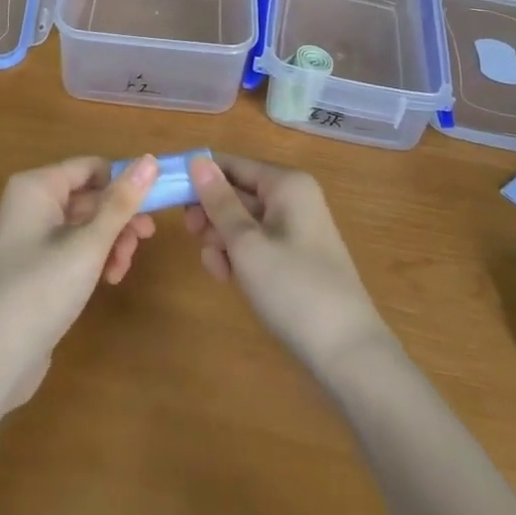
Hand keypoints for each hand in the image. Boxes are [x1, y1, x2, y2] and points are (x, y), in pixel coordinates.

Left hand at [0, 155, 158, 409]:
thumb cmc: (41, 289)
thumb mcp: (89, 244)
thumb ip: (122, 202)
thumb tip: (151, 159)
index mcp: (38, 186)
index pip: (92, 167)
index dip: (124, 183)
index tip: (153, 208)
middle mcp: (32, 203)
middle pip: (90, 196)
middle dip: (119, 219)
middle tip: (145, 240)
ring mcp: (31, 237)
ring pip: (85, 225)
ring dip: (111, 242)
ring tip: (121, 269)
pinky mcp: (35, 268)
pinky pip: (73, 248)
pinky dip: (94, 259)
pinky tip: (108, 280)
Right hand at [186, 154, 389, 372]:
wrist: (347, 353)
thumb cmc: (293, 289)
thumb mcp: (247, 244)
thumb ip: (219, 202)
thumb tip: (197, 161)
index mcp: (286, 184)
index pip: (233, 164)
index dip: (200, 177)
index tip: (168, 195)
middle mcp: (294, 197)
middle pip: (238, 192)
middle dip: (212, 214)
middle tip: (192, 236)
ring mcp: (296, 228)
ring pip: (244, 220)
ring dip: (223, 239)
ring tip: (217, 268)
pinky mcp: (295, 257)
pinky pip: (257, 243)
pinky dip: (239, 255)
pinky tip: (228, 278)